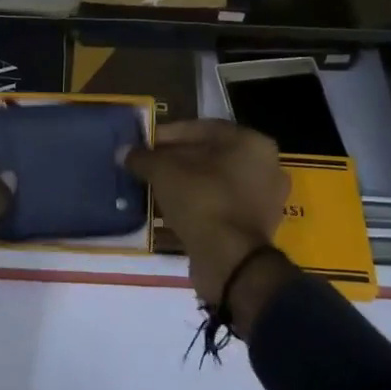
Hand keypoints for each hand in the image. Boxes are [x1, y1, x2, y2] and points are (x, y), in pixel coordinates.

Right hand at [123, 121, 292, 325]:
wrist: (230, 261)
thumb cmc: (202, 200)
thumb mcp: (164, 172)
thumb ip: (144, 157)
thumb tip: (124, 153)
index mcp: (251, 142)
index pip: (202, 128)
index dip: (169, 134)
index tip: (145, 144)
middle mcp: (266, 165)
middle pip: (211, 155)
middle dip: (177, 159)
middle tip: (149, 166)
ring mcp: (265, 198)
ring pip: (217, 181)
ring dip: (187, 183)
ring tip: (157, 187)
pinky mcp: (257, 226)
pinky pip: (222, 205)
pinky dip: (200, 204)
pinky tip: (173, 209)